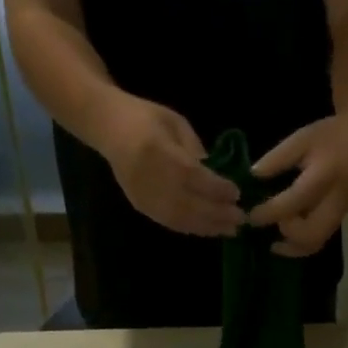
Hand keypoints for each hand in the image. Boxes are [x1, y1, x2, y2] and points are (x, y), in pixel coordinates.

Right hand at [96, 96, 245, 236]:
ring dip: (207, 226)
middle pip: (187, 203)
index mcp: (156, 150)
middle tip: (240, 218)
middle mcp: (147, 177)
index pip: (191, 175)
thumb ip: (195, 150)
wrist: (107, 126)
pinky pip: (169, 222)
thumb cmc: (145, 117)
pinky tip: (209, 229)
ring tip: (229, 229)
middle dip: (217, 213)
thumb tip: (217, 177)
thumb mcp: (175, 123)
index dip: (215, 188)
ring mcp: (142, 195)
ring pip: (179, 218)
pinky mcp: (140, 206)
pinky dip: (192, 228)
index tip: (237, 193)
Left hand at [246, 95, 347, 255]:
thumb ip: (277, 158)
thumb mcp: (302, 138)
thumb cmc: (332, 134)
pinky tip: (287, 238)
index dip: (270, 213)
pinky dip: (303, 243)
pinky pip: (322, 238)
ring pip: (319, 241)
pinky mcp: (343, 217)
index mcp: (324, 175)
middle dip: (286, 236)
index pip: (294, 202)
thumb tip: (252, 176)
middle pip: (312, 233)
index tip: (251, 216)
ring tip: (275, 244)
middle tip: (267, 230)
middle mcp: (336, 199)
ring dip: (294, 247)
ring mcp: (342, 211)